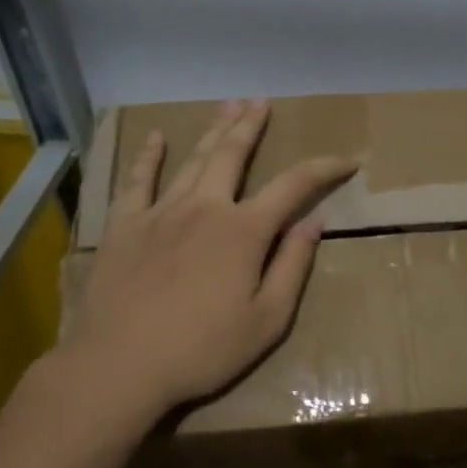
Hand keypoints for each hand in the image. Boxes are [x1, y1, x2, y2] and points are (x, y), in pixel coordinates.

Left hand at [52, 99, 355, 434]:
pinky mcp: (124, 226)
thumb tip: (313, 223)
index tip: (348, 161)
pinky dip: (148, 157)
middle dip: (251, 125)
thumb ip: (292, 267)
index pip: (294, 186)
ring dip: (212, 131)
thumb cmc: (202, 350)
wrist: (119, 366)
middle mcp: (205, 208)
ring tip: (227, 106)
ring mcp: (160, 213)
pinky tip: (155, 138)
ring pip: (191, 160)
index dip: (324, 168)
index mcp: (244, 231)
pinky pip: (137, 182)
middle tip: (261, 101)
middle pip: (232, 154)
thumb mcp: (267, 321)